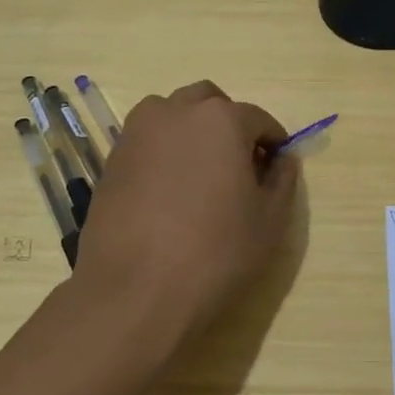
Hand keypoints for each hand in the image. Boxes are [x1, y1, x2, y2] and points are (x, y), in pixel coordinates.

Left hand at [72, 81, 297, 345]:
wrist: (134, 293)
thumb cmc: (215, 253)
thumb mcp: (269, 220)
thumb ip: (282, 179)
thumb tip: (282, 158)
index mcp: (221, 119)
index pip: (258, 118)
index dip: (272, 142)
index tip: (276, 166)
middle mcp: (175, 112)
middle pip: (209, 102)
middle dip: (229, 123)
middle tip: (238, 164)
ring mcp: (137, 134)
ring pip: (172, 115)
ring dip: (191, 130)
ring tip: (200, 174)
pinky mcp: (111, 160)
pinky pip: (147, 142)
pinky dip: (164, 152)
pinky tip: (169, 192)